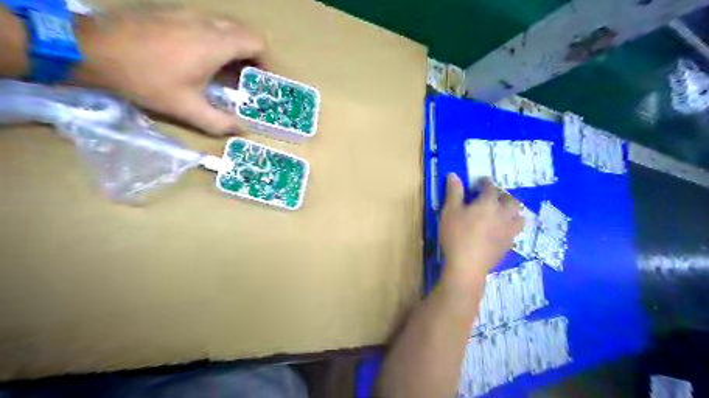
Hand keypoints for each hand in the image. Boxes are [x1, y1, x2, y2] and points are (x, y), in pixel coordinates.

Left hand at [71, 6, 265, 135]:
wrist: (92, 49)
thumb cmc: (147, 79)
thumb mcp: (187, 108)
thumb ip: (220, 122)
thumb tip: (242, 130)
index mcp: (216, 44)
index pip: (256, 43)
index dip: (266, 61)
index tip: (263, 79)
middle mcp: (206, 23)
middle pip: (243, 32)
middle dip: (252, 55)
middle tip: (248, 77)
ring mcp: (187, 14)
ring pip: (224, 26)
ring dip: (233, 47)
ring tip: (227, 71)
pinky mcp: (171, 13)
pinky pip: (205, 24)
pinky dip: (215, 40)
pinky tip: (202, 59)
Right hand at [442, 176, 521, 283]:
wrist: (467, 266)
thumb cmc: (456, 235)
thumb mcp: (450, 211)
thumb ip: (454, 192)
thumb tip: (454, 174)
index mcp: (488, 203)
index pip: (491, 188)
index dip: (486, 183)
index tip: (481, 182)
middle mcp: (503, 215)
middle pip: (511, 201)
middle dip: (504, 197)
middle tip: (493, 198)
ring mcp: (508, 231)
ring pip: (519, 217)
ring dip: (513, 213)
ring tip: (503, 214)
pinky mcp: (508, 246)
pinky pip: (515, 233)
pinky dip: (510, 228)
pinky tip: (500, 232)